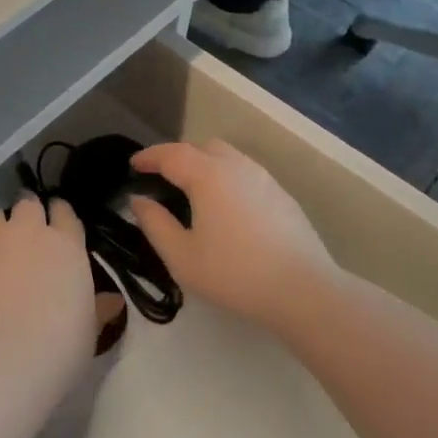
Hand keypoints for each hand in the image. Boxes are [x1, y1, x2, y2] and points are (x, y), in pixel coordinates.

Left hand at [0, 195, 96, 386]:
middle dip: (27, 213)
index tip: (58, 225)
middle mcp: (25, 231)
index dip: (60, 215)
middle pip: (27, 204)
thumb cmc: (57, 349)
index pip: (64, 211)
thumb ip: (96, 309)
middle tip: (26, 235)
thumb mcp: (88, 332)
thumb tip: (112, 300)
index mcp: (64, 244)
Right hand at [125, 140, 339, 331]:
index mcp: (207, 175)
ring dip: (205, 165)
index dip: (149, 157)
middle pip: (201, 146)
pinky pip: (246, 174)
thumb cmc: (235, 273)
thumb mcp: (182, 256)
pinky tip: (227, 208)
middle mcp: (236, 166)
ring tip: (194, 192)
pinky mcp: (282, 195)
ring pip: (227, 157)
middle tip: (162, 178)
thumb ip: (155, 224)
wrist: (305, 291)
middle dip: (178, 156)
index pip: (171, 154)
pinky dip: (227, 179)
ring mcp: (264, 178)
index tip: (133, 165)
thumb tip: (139, 200)